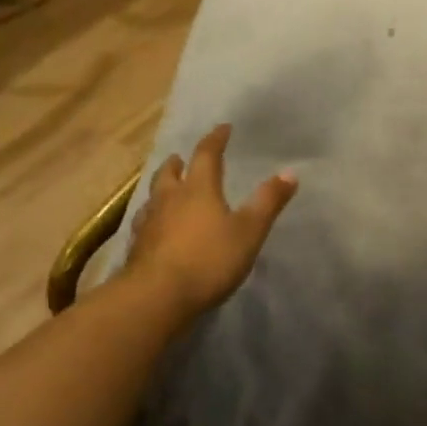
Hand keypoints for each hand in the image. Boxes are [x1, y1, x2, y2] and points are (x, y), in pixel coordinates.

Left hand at [122, 124, 297, 319]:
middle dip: (179, 163)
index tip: (222, 128)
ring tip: (167, 189)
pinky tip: (154, 228)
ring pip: (153, 197)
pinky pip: (144, 223)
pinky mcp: (136, 248)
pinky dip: (152, 217)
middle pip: (170, 172)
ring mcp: (149, 223)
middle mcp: (170, 199)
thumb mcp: (249, 231)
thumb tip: (290, 172)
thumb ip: (268, 201)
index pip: (207, 155)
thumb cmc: (208, 259)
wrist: (156, 297)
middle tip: (182, 158)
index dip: (215, 139)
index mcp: (199, 189)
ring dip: (162, 188)